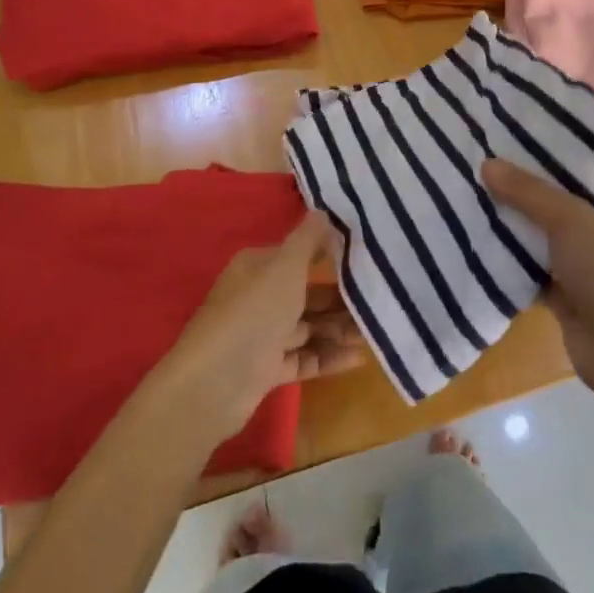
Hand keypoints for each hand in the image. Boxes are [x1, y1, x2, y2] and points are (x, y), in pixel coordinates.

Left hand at [156, 214, 364, 441]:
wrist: (214, 382)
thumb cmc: (254, 312)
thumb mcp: (285, 266)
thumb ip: (308, 239)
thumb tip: (324, 210)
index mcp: (258, 267)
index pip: (298, 255)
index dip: (329, 255)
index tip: (366, 258)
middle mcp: (258, 296)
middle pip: (307, 293)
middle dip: (341, 298)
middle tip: (378, 300)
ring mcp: (262, 335)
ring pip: (308, 327)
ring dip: (339, 328)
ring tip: (376, 331)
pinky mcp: (266, 369)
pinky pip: (304, 358)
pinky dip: (329, 357)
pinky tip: (359, 358)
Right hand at [482, 160, 593, 396]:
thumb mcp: (570, 219)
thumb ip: (528, 191)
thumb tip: (486, 164)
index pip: (589, 159)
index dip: (559, 141)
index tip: (521, 123)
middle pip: (560, 192)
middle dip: (526, 178)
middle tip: (485, 150)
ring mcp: (584, 257)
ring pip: (542, 227)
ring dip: (514, 215)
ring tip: (473, 184)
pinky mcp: (564, 286)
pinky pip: (530, 261)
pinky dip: (509, 252)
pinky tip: (476, 231)